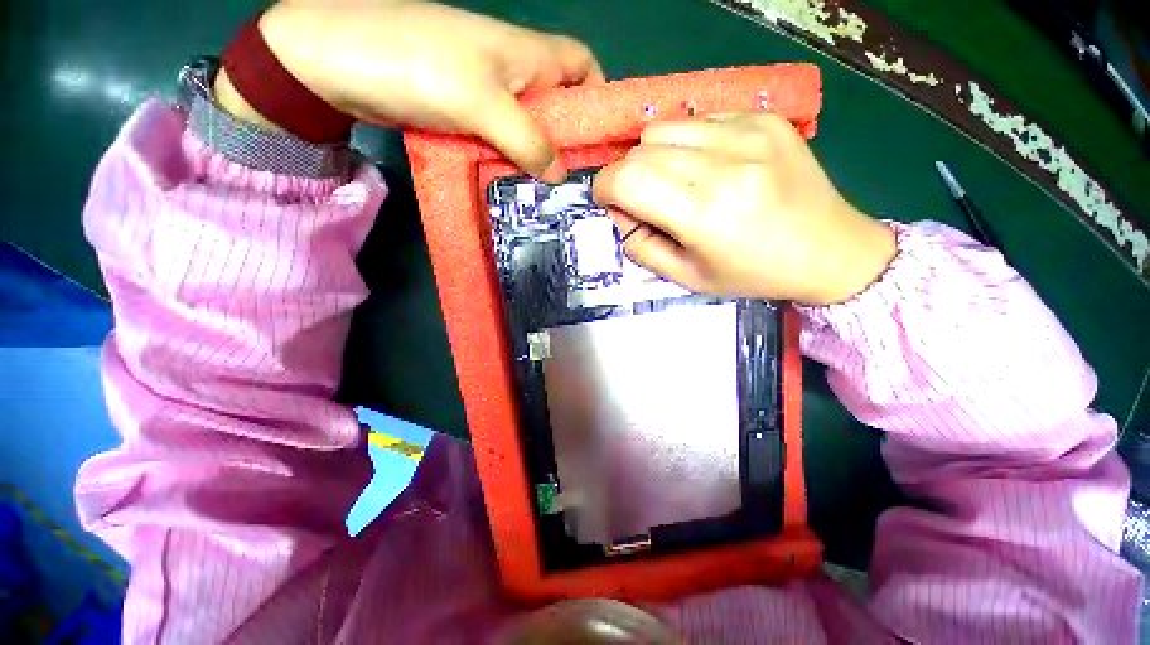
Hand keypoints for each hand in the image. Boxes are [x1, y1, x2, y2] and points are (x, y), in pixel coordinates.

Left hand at [216, 0, 603, 180]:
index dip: (599, 96)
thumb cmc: (419, 65)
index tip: (604, 139)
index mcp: (530, 55)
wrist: (339, 61)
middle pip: (559, 106)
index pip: (582, 67)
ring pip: (531, 128)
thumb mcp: (483, 103)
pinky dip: (513, 160)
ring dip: (541, 157)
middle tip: (581, 182)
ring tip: (554, 194)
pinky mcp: (468, 114)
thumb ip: (528, 141)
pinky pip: (504, 139)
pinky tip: (519, 185)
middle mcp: (516, 72)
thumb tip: (560, 177)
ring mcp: (490, 94)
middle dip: (572, 140)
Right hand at [592, 112, 895, 305]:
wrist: (830, 249)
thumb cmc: (752, 274)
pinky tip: (709, 168)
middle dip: (628, 176)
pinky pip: (699, 120)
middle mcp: (725, 163)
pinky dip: (687, 144)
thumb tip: (619, 212)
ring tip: (677, 183)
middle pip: (641, 150)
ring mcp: (749, 132)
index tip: (611, 204)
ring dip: (655, 157)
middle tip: (646, 201)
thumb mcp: (687, 277)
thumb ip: (641, 246)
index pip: (627, 179)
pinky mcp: (765, 118)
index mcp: (704, 213)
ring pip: (664, 127)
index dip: (605, 189)